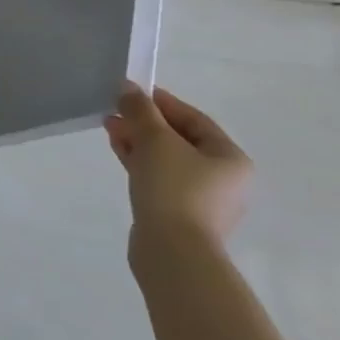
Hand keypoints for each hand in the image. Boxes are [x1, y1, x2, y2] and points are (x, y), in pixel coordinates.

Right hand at [104, 82, 251, 260]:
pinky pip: (160, 178)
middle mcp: (223, 178)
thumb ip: (141, 110)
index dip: (161, 102)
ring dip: (139, 141)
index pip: (194, 118)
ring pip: (167, 159)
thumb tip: (128, 87)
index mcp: (230, 158)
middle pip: (179, 139)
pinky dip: (140, 162)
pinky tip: (119, 152)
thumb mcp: (155, 139)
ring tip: (110, 129)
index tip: (131, 92)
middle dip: (144, 122)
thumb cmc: (174, 187)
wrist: (173, 251)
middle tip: (115, 111)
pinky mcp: (180, 214)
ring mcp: (202, 199)